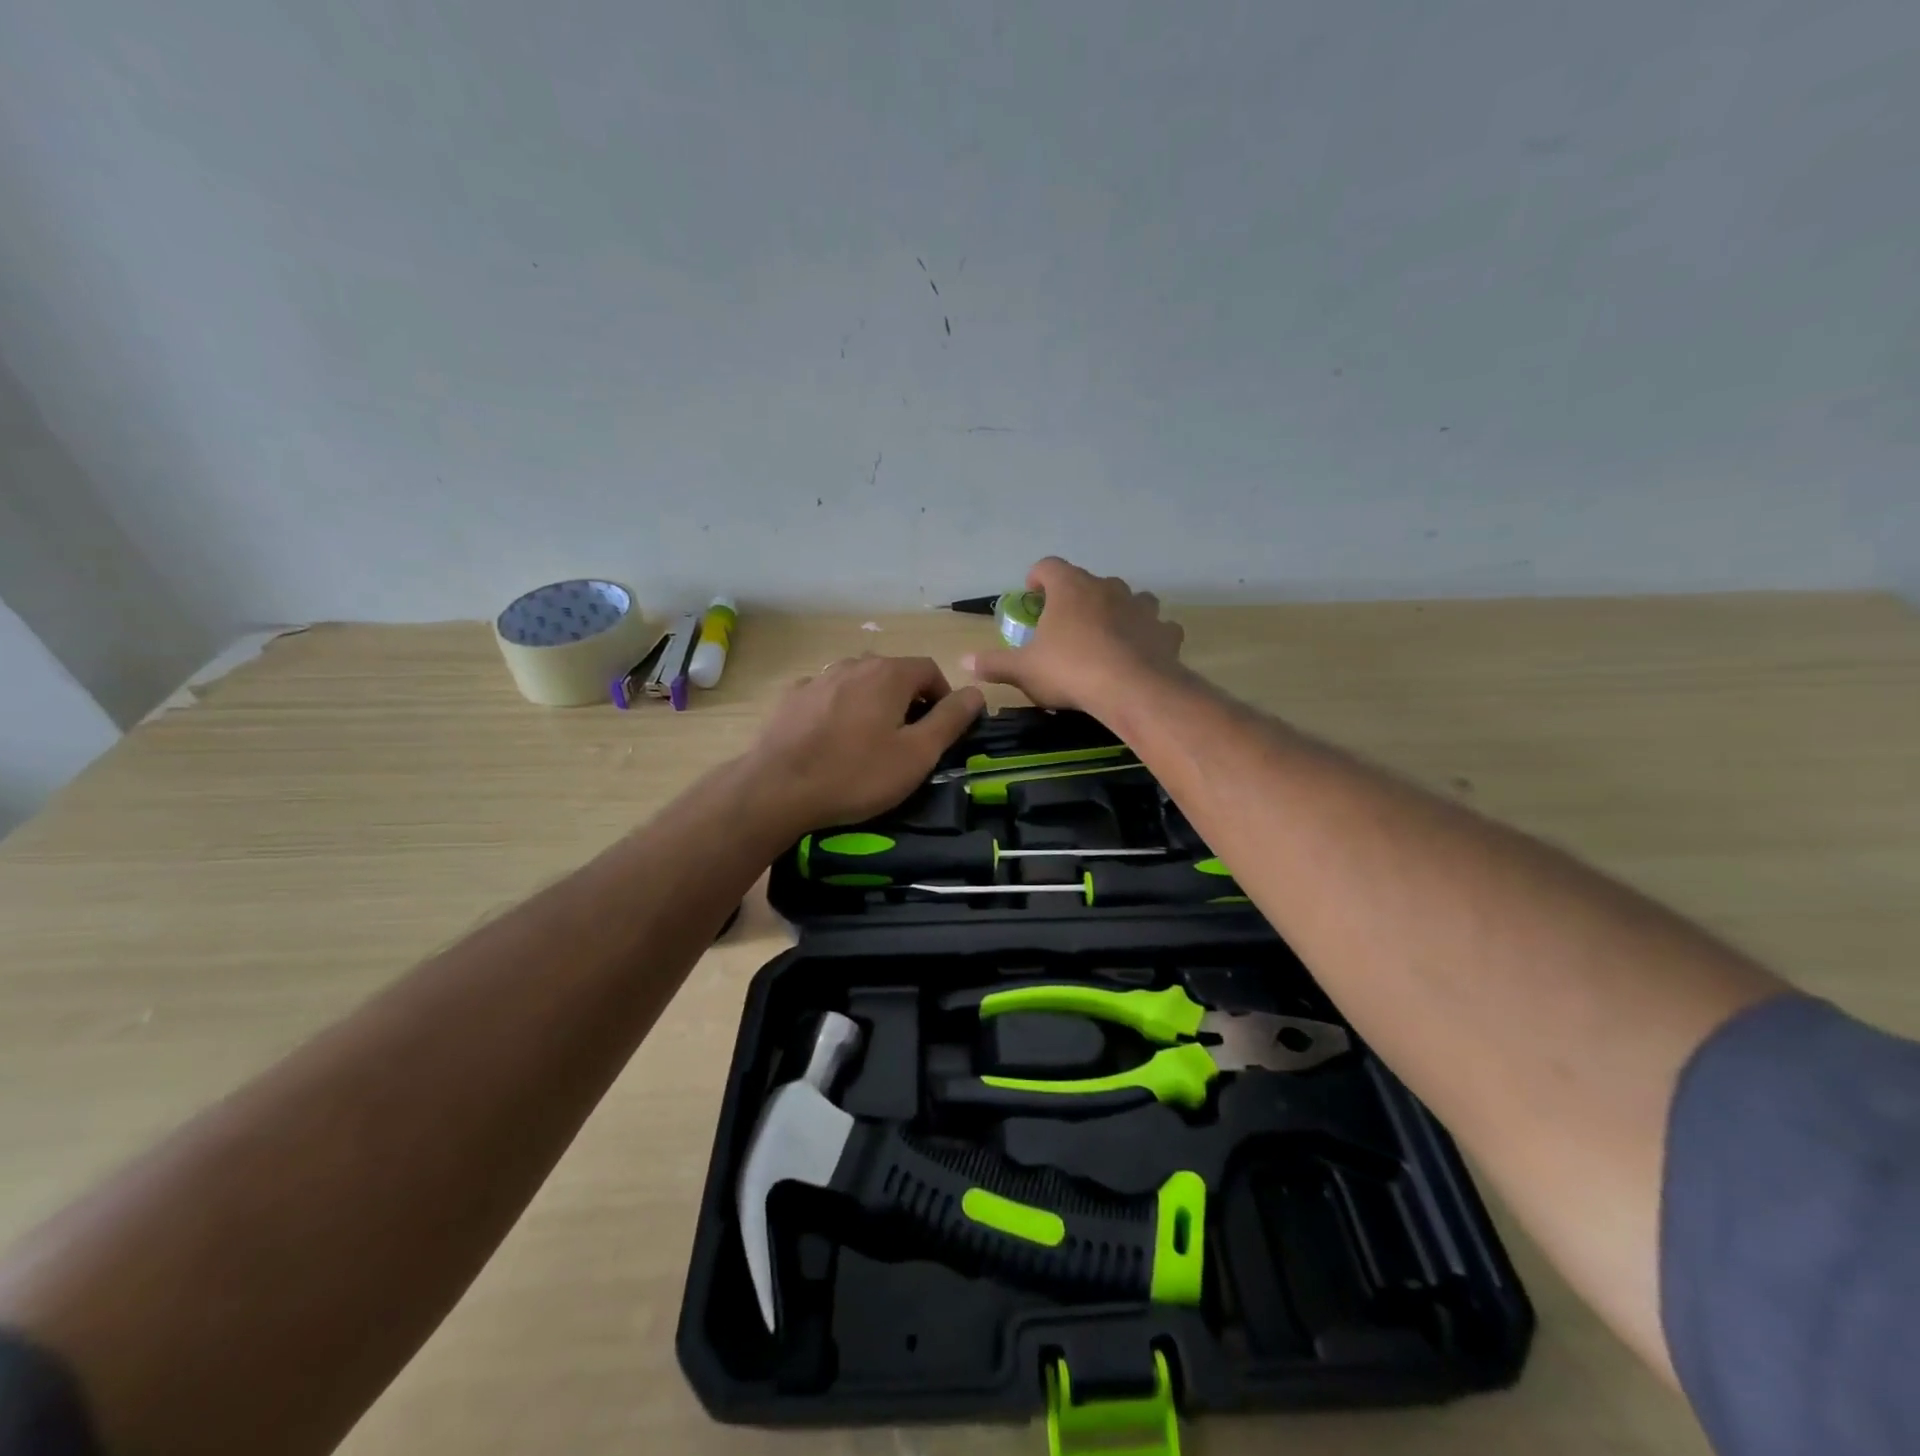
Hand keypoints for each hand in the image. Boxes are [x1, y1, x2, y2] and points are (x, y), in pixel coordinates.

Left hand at [745, 655, 984, 831]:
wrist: (777, 789)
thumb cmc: (856, 774)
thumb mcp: (917, 754)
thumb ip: (951, 719)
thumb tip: (976, 692)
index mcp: (889, 673)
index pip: (930, 670)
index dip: (943, 696)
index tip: (941, 729)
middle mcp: (854, 664)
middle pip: (893, 674)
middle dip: (909, 700)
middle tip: (909, 740)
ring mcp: (819, 678)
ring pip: (859, 683)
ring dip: (874, 704)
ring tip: (870, 741)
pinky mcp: (792, 697)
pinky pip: (829, 696)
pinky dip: (840, 710)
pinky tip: (833, 739)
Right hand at [962, 558, 1184, 711]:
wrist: (1132, 690)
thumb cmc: (1070, 671)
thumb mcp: (1024, 670)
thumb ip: (994, 663)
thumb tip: (964, 662)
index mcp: (1070, 588)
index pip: (1049, 566)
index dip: (1038, 578)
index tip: (1033, 595)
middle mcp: (1107, 587)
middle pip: (1089, 582)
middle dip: (1076, 598)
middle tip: (1065, 625)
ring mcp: (1141, 606)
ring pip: (1129, 598)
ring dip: (1116, 611)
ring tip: (1105, 636)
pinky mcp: (1165, 630)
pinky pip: (1156, 626)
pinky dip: (1148, 635)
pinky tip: (1141, 653)